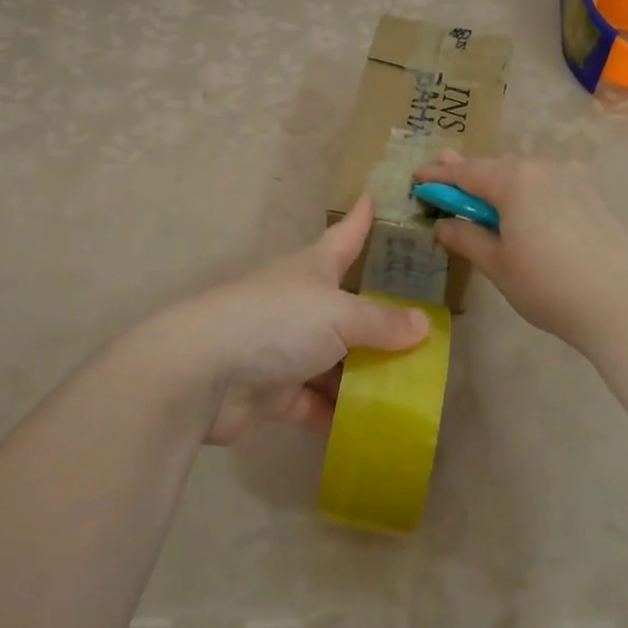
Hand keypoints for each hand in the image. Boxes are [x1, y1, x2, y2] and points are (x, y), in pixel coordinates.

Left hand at [138, 195, 429, 445]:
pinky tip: (372, 430)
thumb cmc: (277, 323)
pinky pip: (314, 404)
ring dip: (364, 378)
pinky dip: (338, 416)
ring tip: (410, 393)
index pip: (344, 237)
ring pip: (335, 362)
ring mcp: (284, 349)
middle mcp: (299, 304)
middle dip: (380, 322)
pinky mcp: (272, 392)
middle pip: (347, 309)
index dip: (360, 220)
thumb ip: (382, 323)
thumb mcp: (340, 315)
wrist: (203, 373)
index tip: (372, 197)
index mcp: (312, 270)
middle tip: (424, 333)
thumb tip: (423, 326)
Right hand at [414, 153, 627, 357]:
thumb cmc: (550, 285)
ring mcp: (574, 180)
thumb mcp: (498, 265)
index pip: (466, 173)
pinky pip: (548, 186)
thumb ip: (467, 238)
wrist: (627, 303)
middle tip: (445, 178)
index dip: (439, 176)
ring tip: (482, 196)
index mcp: (514, 180)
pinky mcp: (593, 197)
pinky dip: (527, 194)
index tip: (418, 177)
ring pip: (525, 176)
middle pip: (497, 168)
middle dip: (470, 175)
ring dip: (500, 185)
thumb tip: (444, 225)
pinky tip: (524, 209)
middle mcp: (544, 168)